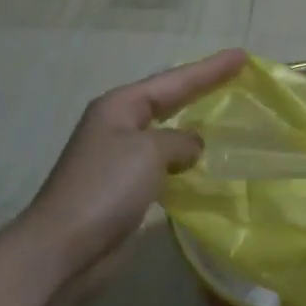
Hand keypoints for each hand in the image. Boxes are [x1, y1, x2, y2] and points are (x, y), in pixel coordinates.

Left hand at [15, 48, 246, 288]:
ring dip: (194, 125)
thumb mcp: (149, 151)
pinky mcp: (124, 189)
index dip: (209, 69)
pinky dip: (185, 159)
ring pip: (166, 132)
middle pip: (168, 99)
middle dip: (202, 88)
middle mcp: (118, 126)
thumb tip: (192, 145)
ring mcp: (119, 158)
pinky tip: (203, 164)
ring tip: (226, 116)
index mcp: (120, 106)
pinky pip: (163, 163)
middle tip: (236, 74)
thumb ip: (179, 140)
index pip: (174, 81)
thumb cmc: (106, 188)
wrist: (63, 249)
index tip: (242, 56)